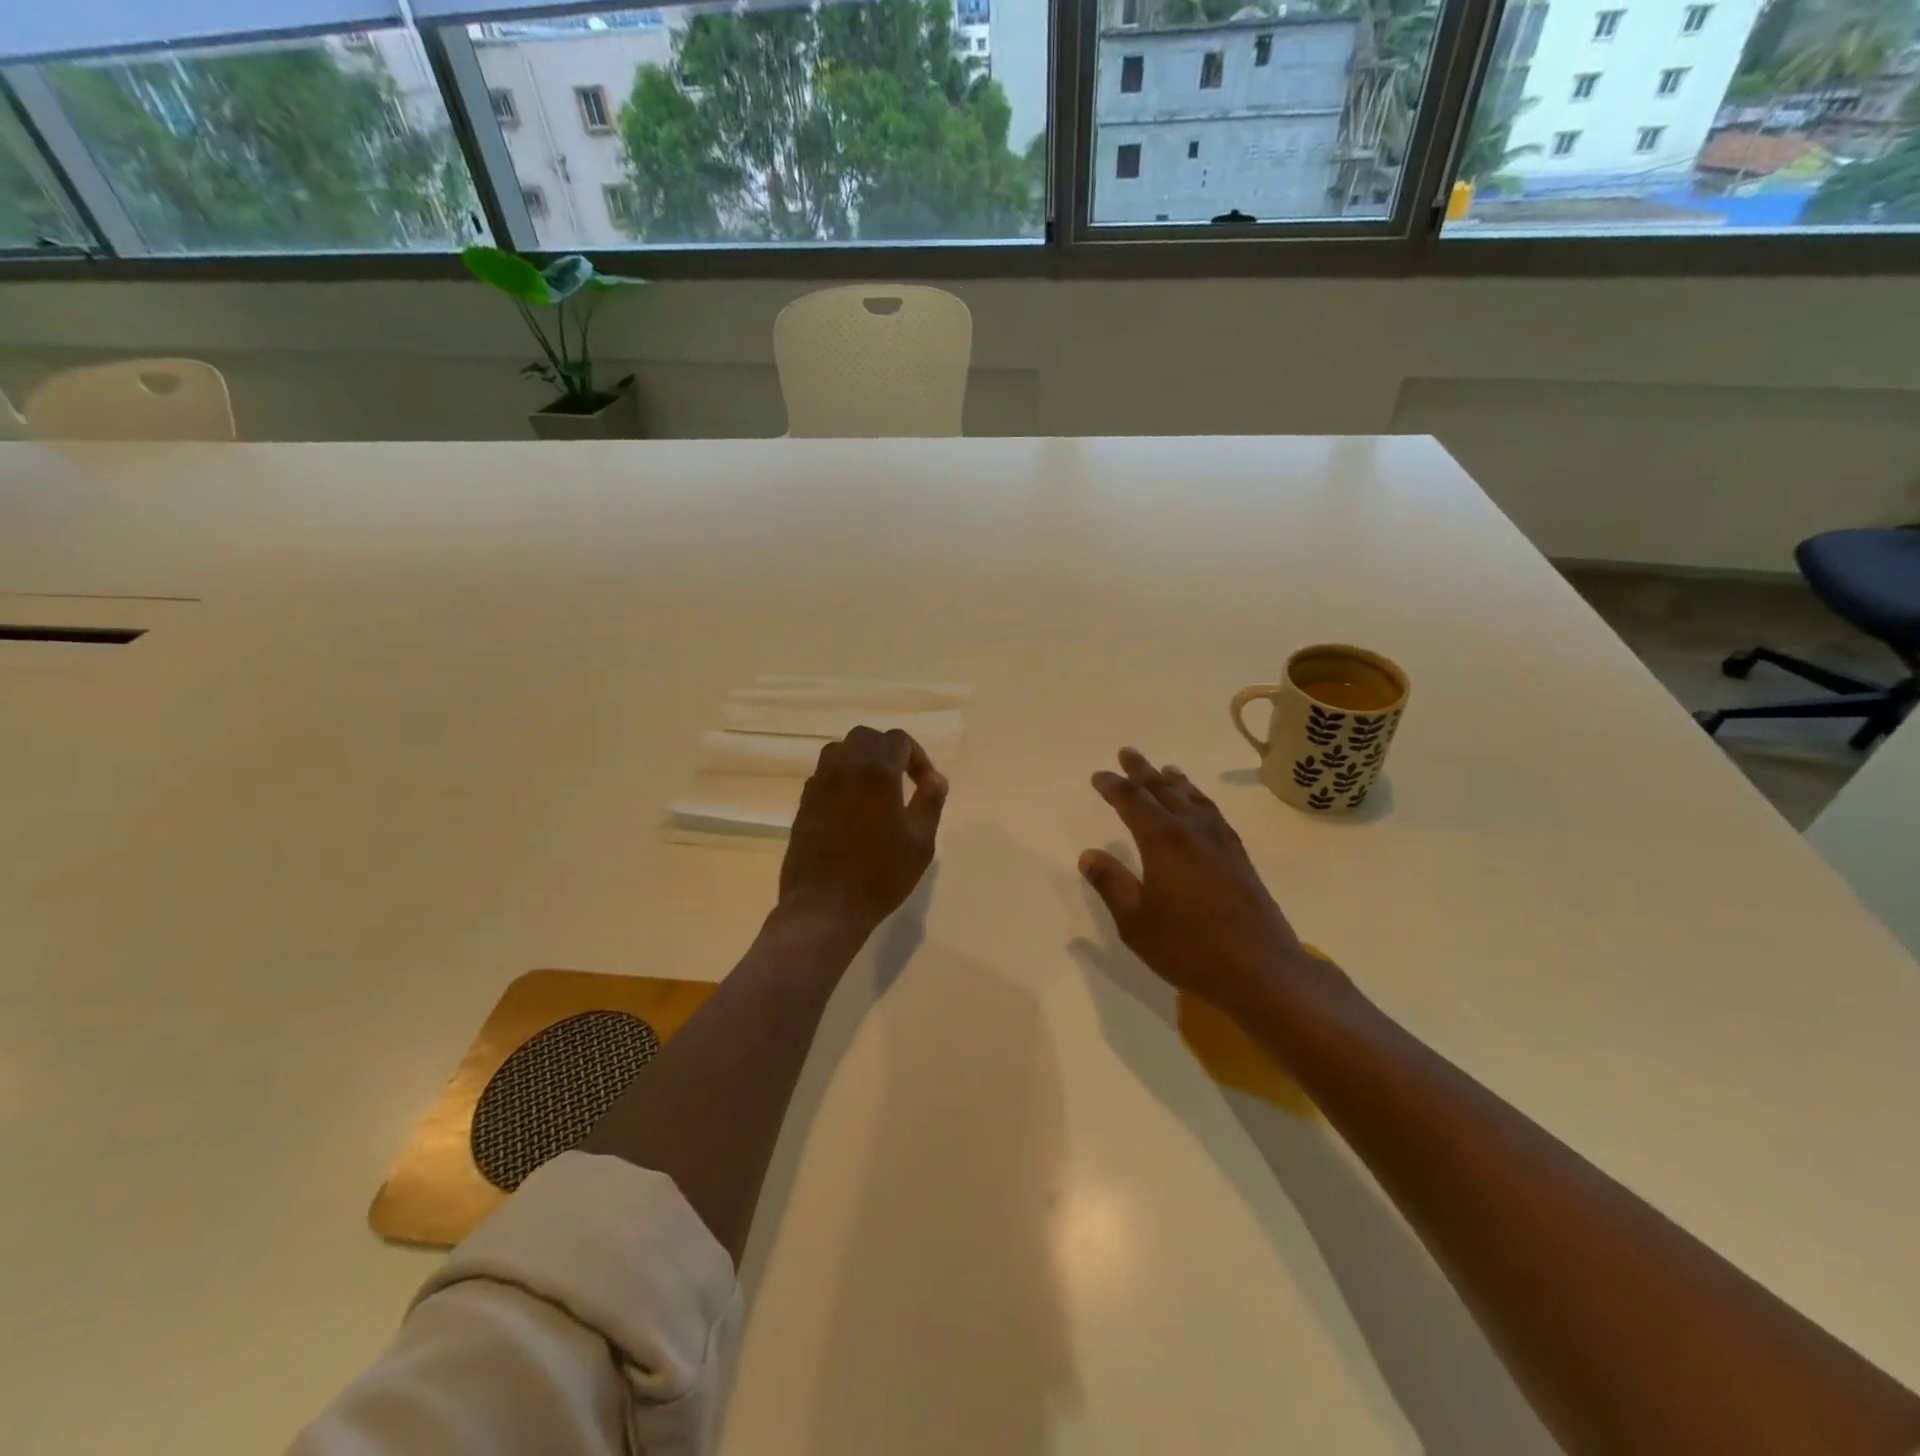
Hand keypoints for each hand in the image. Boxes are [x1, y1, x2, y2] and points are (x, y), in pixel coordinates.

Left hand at [777, 726, 947, 940]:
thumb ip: (930, 802)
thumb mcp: (920, 842)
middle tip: (901, 778)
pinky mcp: (803, 805)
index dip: (917, 756)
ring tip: (874, 788)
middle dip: (887, 750)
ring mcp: (818, 786)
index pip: (898, 740)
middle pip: (865, 737)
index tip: (925, 784)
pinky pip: (822, 775)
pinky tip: (850, 808)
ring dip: (859, 759)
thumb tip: (935, 778)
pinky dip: (840, 779)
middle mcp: (844, 769)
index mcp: (876, 773)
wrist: (825, 907)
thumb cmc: (880, 876)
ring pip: (838, 750)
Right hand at [1080, 747, 1333, 1019]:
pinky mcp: (1239, 858)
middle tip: (1128, 753)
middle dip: (1143, 771)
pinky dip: (1199, 800)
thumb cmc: (1189, 947)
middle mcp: (1193, 831)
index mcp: (1163, 841)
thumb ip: (1112, 884)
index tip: (1099, 775)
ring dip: (1175, 782)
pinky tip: (1200, 808)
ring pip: (1194, 799)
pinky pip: (1213, 813)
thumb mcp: (1136, 922)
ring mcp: (1221, 842)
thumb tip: (1090, 854)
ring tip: (1166, 770)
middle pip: (1164, 791)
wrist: (1261, 969)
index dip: (1114, 786)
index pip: (1133, 802)